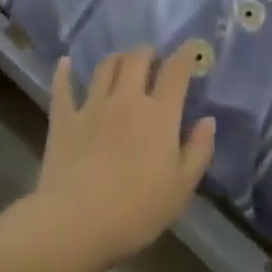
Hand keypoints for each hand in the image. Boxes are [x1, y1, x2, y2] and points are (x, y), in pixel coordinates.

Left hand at [28, 46, 216, 271]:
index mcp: (159, 114)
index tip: (190, 47)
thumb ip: (199, 150)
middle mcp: (126, 99)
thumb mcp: (181, 188)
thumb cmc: (137, 210)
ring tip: (122, 61)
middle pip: (137, 59)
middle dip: (148, 52)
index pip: (176, 72)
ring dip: (117, 58)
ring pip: (105, 67)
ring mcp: (91, 106)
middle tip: (153, 57)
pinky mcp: (63, 119)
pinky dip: (64, 72)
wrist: (76, 223)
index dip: (186, 55)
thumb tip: (208, 120)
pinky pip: (63, 88)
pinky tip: (65, 63)